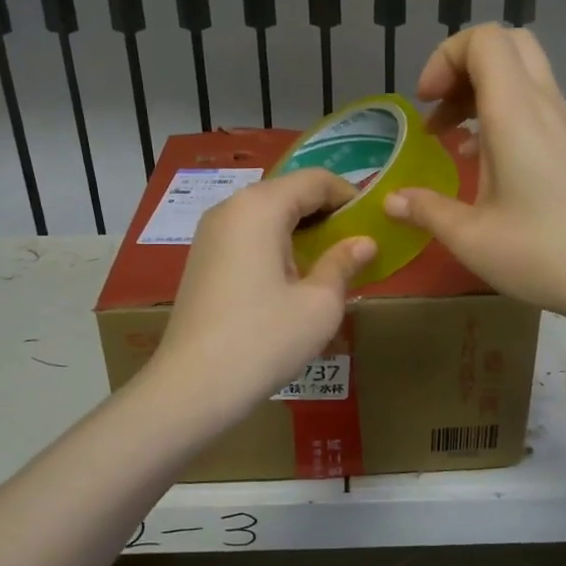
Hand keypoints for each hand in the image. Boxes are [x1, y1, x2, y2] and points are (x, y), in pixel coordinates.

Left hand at [150, 170, 376, 412]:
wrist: (192, 386)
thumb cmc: (263, 339)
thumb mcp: (319, 304)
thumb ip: (344, 263)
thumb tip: (364, 242)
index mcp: (260, 206)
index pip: (315, 180)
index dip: (349, 195)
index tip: (373, 221)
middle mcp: (231, 208)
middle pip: (288, 192)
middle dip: (325, 212)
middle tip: (355, 243)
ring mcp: (211, 233)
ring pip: (267, 214)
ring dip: (301, 229)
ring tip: (328, 262)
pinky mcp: (203, 258)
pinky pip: (248, 234)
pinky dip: (276, 243)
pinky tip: (291, 277)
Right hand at [383, 24, 565, 326]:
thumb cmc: (543, 253)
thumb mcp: (470, 238)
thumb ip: (426, 210)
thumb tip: (391, 201)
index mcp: (515, 112)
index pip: (484, 40)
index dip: (446, 58)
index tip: (425, 103)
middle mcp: (543, 105)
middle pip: (507, 44)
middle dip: (463, 66)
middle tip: (439, 109)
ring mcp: (565, 123)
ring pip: (523, 73)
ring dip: (481, 92)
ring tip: (452, 139)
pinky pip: (535, 103)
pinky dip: (502, 113)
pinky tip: (484, 163)